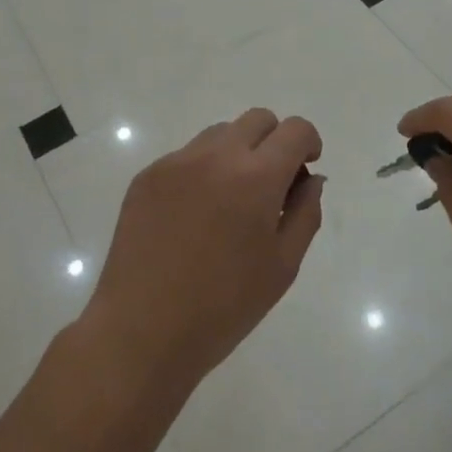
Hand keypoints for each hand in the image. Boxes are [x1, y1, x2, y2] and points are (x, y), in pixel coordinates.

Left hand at [83, 108, 325, 392]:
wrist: (141, 332)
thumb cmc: (223, 307)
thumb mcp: (283, 266)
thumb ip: (305, 212)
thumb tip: (311, 179)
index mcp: (256, 177)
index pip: (294, 130)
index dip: (308, 143)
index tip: (304, 170)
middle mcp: (215, 156)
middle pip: (258, 120)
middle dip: (274, 142)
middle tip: (271, 186)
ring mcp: (175, 163)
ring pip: (220, 134)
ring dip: (237, 153)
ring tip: (229, 203)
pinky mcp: (146, 177)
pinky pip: (186, 157)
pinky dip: (202, 172)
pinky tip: (194, 217)